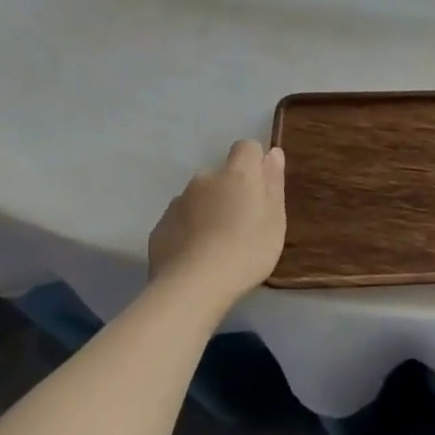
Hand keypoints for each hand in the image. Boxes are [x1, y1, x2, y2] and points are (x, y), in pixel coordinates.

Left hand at [147, 140, 286, 306]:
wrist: (193, 287)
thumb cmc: (247, 250)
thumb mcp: (274, 218)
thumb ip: (273, 182)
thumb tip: (273, 153)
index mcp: (237, 173)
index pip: (246, 147)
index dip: (255, 162)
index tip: (261, 188)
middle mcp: (205, 179)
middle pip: (221, 174)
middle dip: (230, 190)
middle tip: (241, 222)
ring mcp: (178, 202)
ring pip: (199, 197)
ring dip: (208, 209)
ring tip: (216, 243)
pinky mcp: (160, 226)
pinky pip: (180, 219)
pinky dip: (188, 229)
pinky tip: (196, 255)